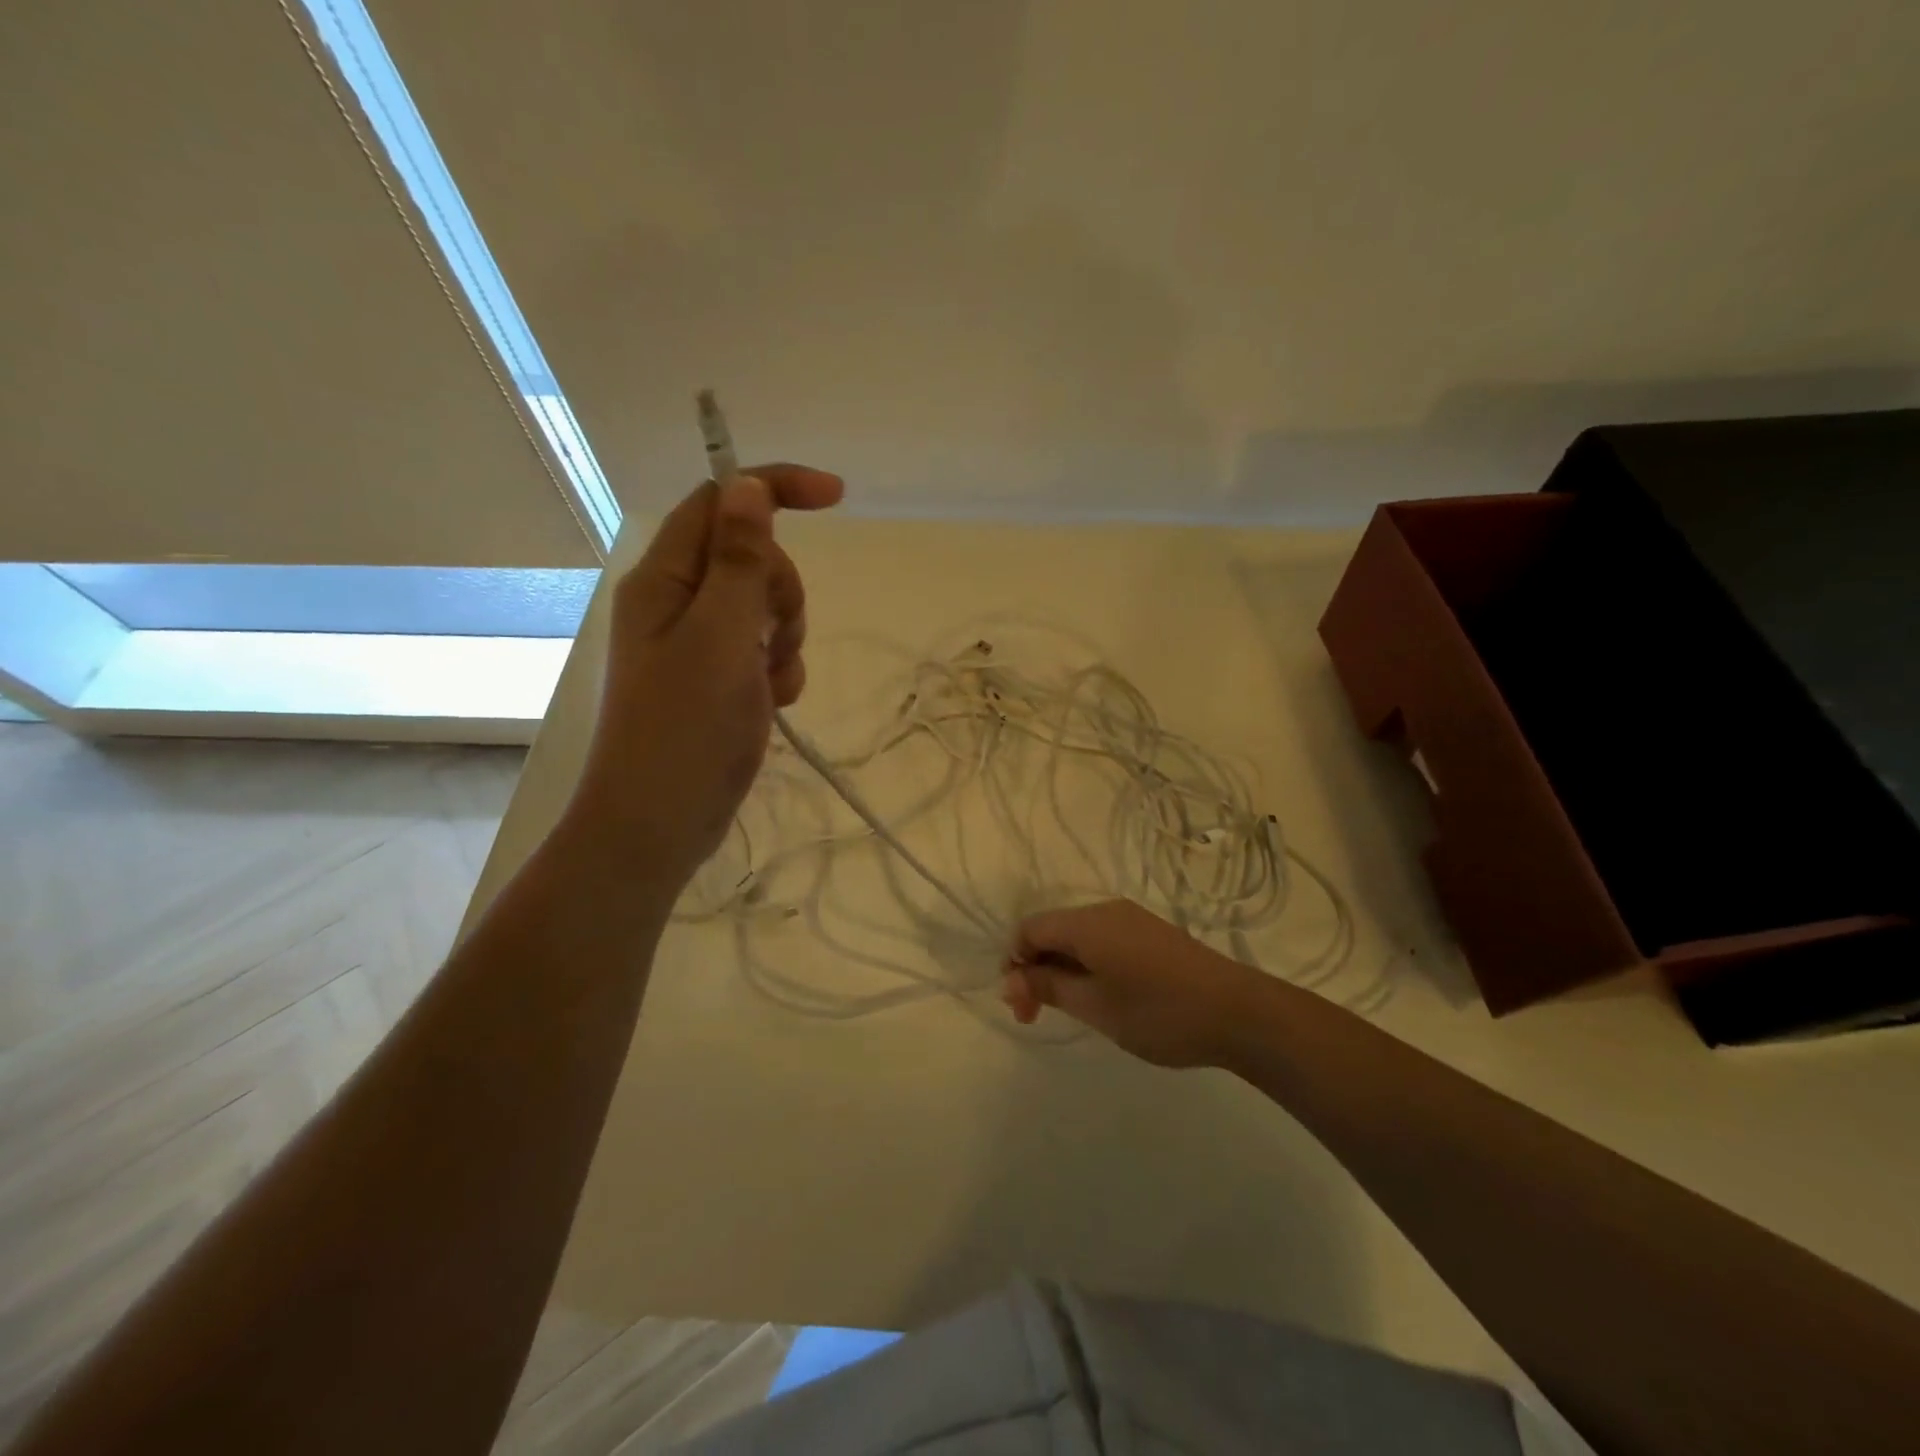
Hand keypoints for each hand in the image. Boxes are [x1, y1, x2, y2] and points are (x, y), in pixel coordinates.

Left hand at [569, 465, 843, 890]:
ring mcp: (696, 644)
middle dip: (781, 592)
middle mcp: (677, 603)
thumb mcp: (719, 637)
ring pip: (763, 608)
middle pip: (751, 559)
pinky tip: (772, 703)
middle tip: (773, 639)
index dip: (775, 488)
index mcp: (665, 580)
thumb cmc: (684, 730)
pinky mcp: (715, 680)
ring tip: (770, 684)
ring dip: (784, 638)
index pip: (721, 503)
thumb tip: (747, 485)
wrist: (657, 825)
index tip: (836, 497)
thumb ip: (739, 561)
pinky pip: (762, 652)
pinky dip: (778, 671)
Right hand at [1003, 900, 1268, 1067]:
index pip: (1029, 929)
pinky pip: (1103, 941)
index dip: (1014, 964)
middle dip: (1036, 969)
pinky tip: (1102, 996)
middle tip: (1037, 1017)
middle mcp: (1105, 910)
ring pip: (1078, 937)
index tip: (1021, 1007)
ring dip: (1062, 969)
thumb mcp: (1095, 1006)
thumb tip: (1010, 979)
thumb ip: (1048, 987)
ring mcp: (1131, 920)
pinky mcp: (1150, 934)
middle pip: (1052, 930)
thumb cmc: (1159, 1012)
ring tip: (1071, 1010)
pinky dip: (1088, 965)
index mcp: (1086, 922)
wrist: (1239, 1013)